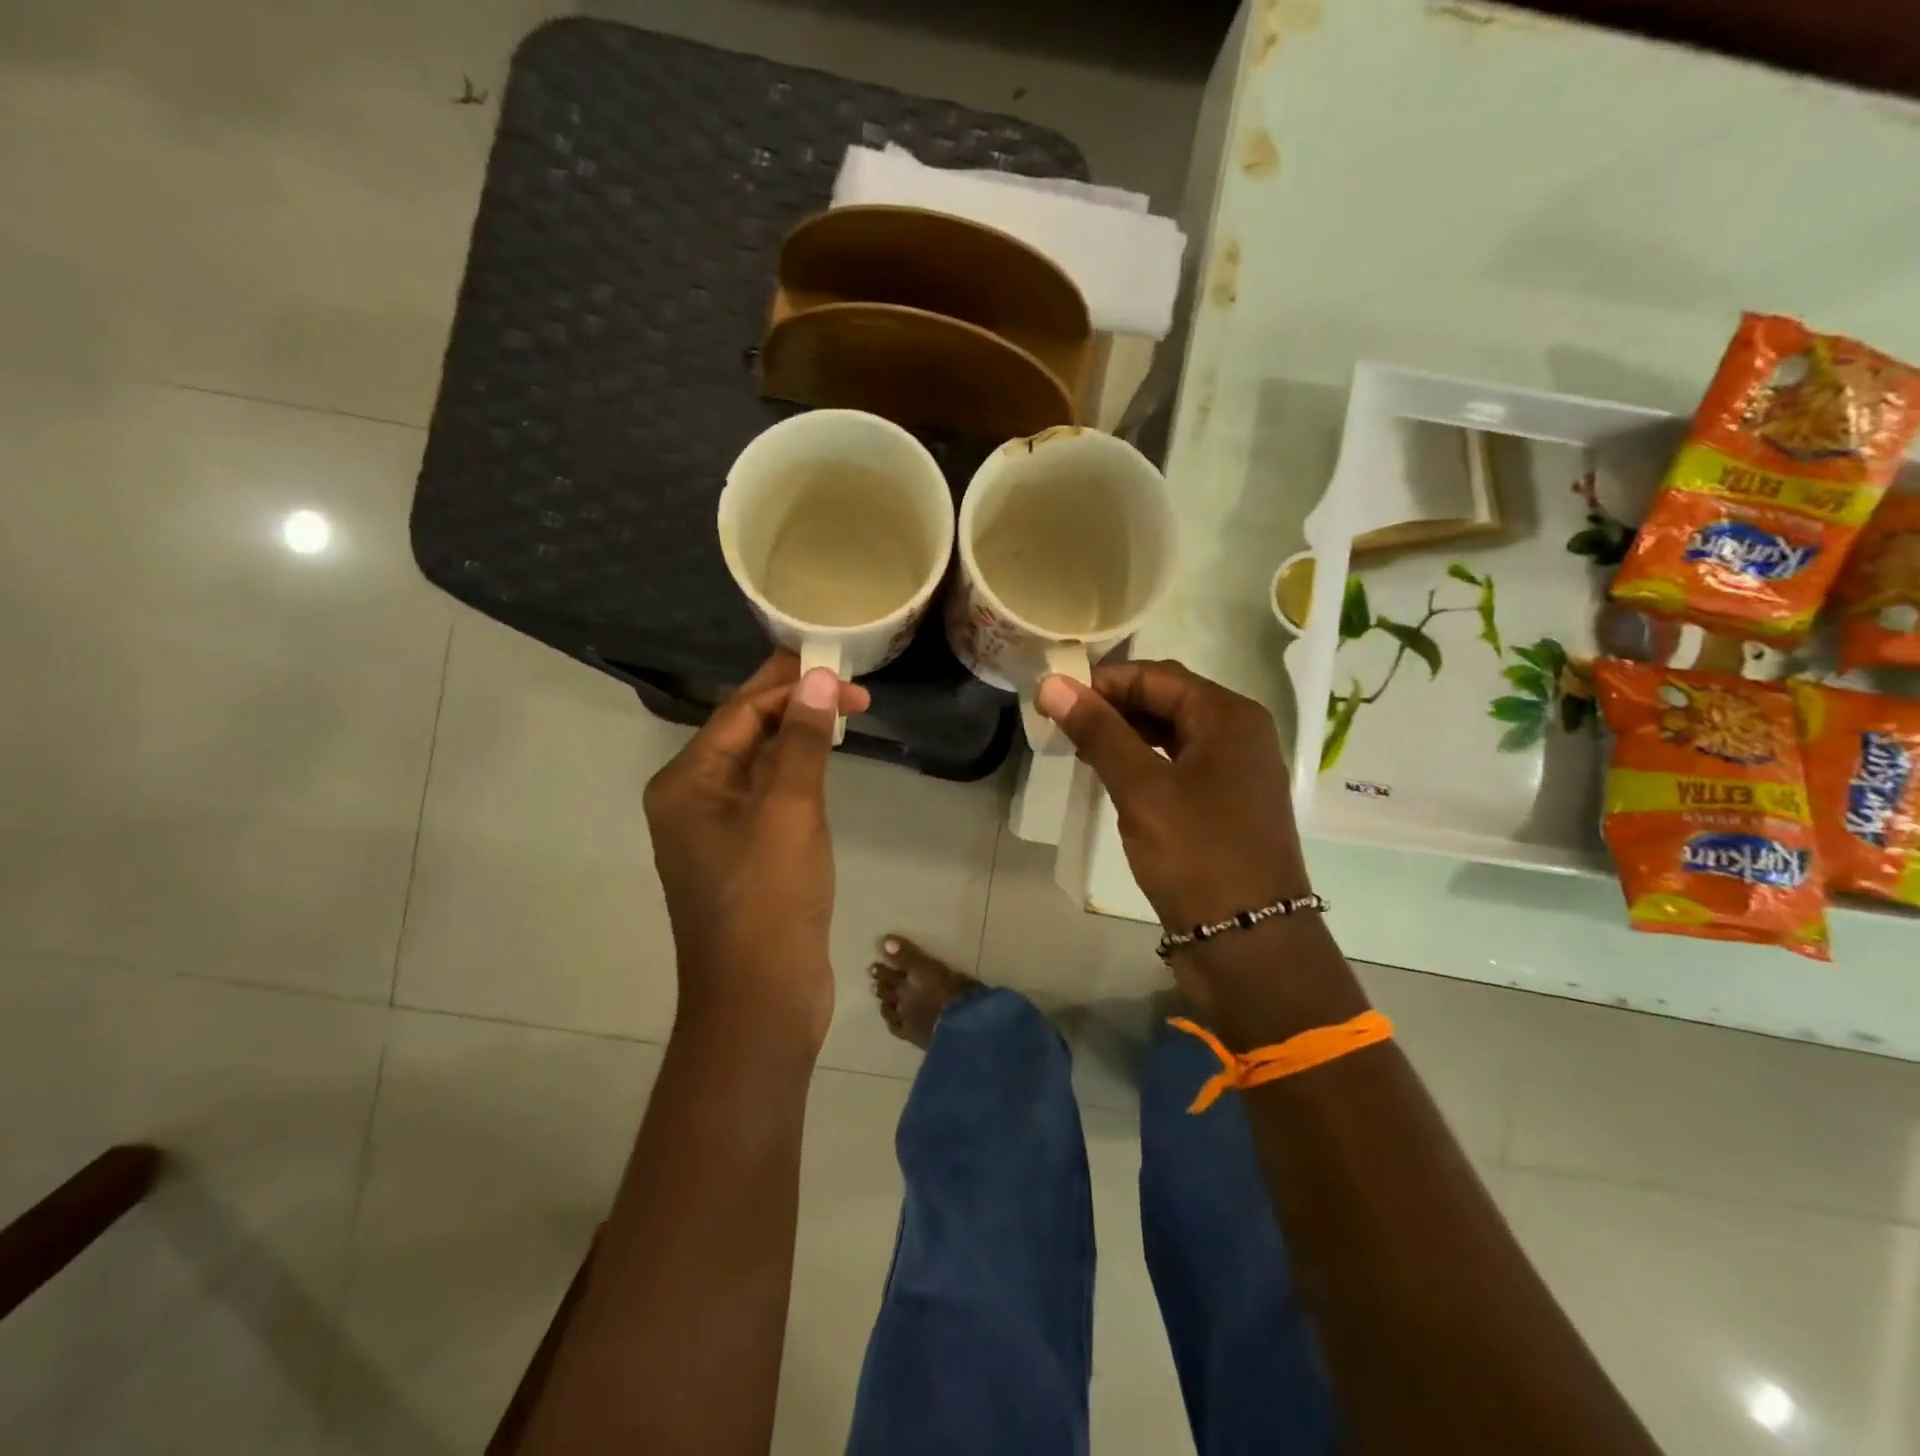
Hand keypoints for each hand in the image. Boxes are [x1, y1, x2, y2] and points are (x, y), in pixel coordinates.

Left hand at [643, 653, 868, 1049]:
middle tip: (854, 691)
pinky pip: (770, 799)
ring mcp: (717, 833)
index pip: (740, 711)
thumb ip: (801, 741)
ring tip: (845, 716)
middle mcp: (693, 801)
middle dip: (796, 707)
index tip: (841, 669)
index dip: (789, 683)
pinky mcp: (745, 858)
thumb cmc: (768, 900)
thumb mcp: (788, 811)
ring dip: (799, 739)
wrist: (760, 1002)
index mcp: (687, 783)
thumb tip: (816, 679)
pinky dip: (798, 776)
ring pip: (760, 766)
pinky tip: (825, 766)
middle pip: (746, 734)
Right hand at [1036, 660, 1310, 930]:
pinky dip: (1143, 763)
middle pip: (1167, 700)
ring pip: (1171, 734)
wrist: (1248, 942)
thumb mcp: (1141, 788)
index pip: (1156, 676)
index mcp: (1229, 716)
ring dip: (1125, 735)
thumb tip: (1052, 684)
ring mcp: (1234, 772)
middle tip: (1062, 725)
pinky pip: (1178, 765)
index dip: (1104, 682)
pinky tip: (1111, 776)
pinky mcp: (1224, 805)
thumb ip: (1098, 732)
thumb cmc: (1196, 854)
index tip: (1056, 701)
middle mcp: (1238, 734)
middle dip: (1113, 707)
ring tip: (1078, 749)